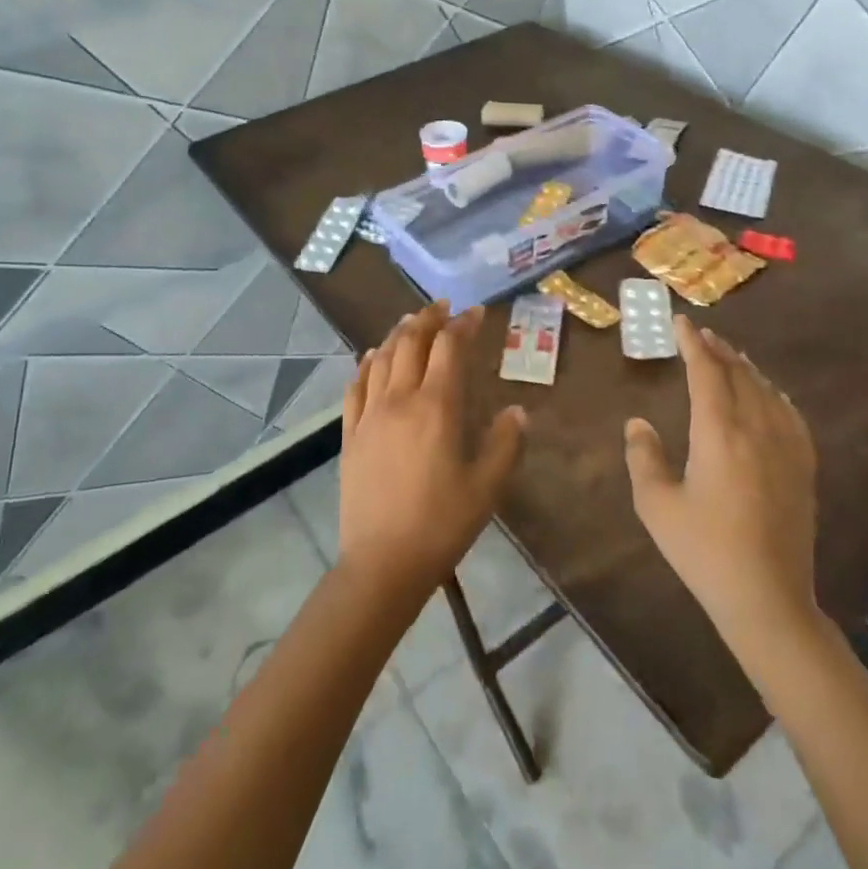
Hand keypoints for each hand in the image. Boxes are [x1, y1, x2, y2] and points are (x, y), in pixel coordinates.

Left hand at [338, 302, 526, 603]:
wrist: (383, 561)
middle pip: (411, 342)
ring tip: (411, 322)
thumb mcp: (487, 487)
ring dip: (398, 334)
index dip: (463, 325)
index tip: (476, 313)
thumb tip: (517, 411)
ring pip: (381, 358)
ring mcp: (370, 415)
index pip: (449, 348)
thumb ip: (505, 443)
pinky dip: (367, 363)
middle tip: (443, 307)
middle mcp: (400, 399)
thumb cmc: (442, 523)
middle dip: (429, 318)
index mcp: (436, 407)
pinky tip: (372, 357)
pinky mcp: (350, 434)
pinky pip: (356, 386)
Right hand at [623, 316, 823, 659]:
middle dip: (718, 350)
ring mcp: (786, 448)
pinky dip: (774, 394)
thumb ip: (643, 457)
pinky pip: (790, 415)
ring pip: (766, 390)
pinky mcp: (803, 468)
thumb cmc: (704, 551)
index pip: (706, 372)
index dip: (692, 343)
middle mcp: (756, 429)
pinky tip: (770, 394)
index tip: (681, 323)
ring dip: (745, 367)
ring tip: (729, 355)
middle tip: (700, 334)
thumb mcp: (656, 505)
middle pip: (738, 374)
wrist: (767, 598)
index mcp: (718, 433)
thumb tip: (638, 423)